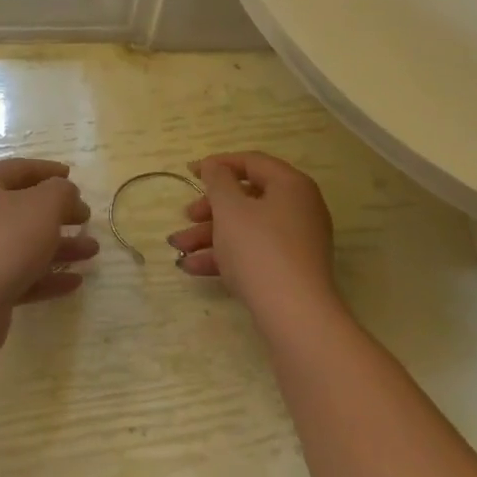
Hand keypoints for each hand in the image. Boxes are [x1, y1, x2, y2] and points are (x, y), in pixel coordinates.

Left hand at [0, 158, 96, 343]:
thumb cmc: (4, 241)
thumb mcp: (43, 205)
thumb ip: (61, 192)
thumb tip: (64, 192)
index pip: (19, 169)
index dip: (47, 170)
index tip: (72, 176)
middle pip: (23, 208)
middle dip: (58, 212)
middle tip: (86, 217)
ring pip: (25, 244)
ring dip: (59, 246)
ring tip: (92, 251)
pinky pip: (21, 275)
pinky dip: (48, 276)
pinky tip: (75, 282)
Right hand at [167, 153, 339, 324]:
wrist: (294, 315)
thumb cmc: (259, 249)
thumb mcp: (230, 208)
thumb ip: (218, 180)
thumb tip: (215, 165)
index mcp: (291, 185)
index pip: (252, 162)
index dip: (218, 164)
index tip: (189, 172)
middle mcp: (299, 208)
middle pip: (247, 198)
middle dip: (210, 209)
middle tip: (186, 216)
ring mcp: (296, 241)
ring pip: (246, 228)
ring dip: (209, 235)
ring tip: (177, 249)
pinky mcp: (289, 270)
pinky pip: (253, 252)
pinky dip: (225, 256)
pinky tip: (192, 267)